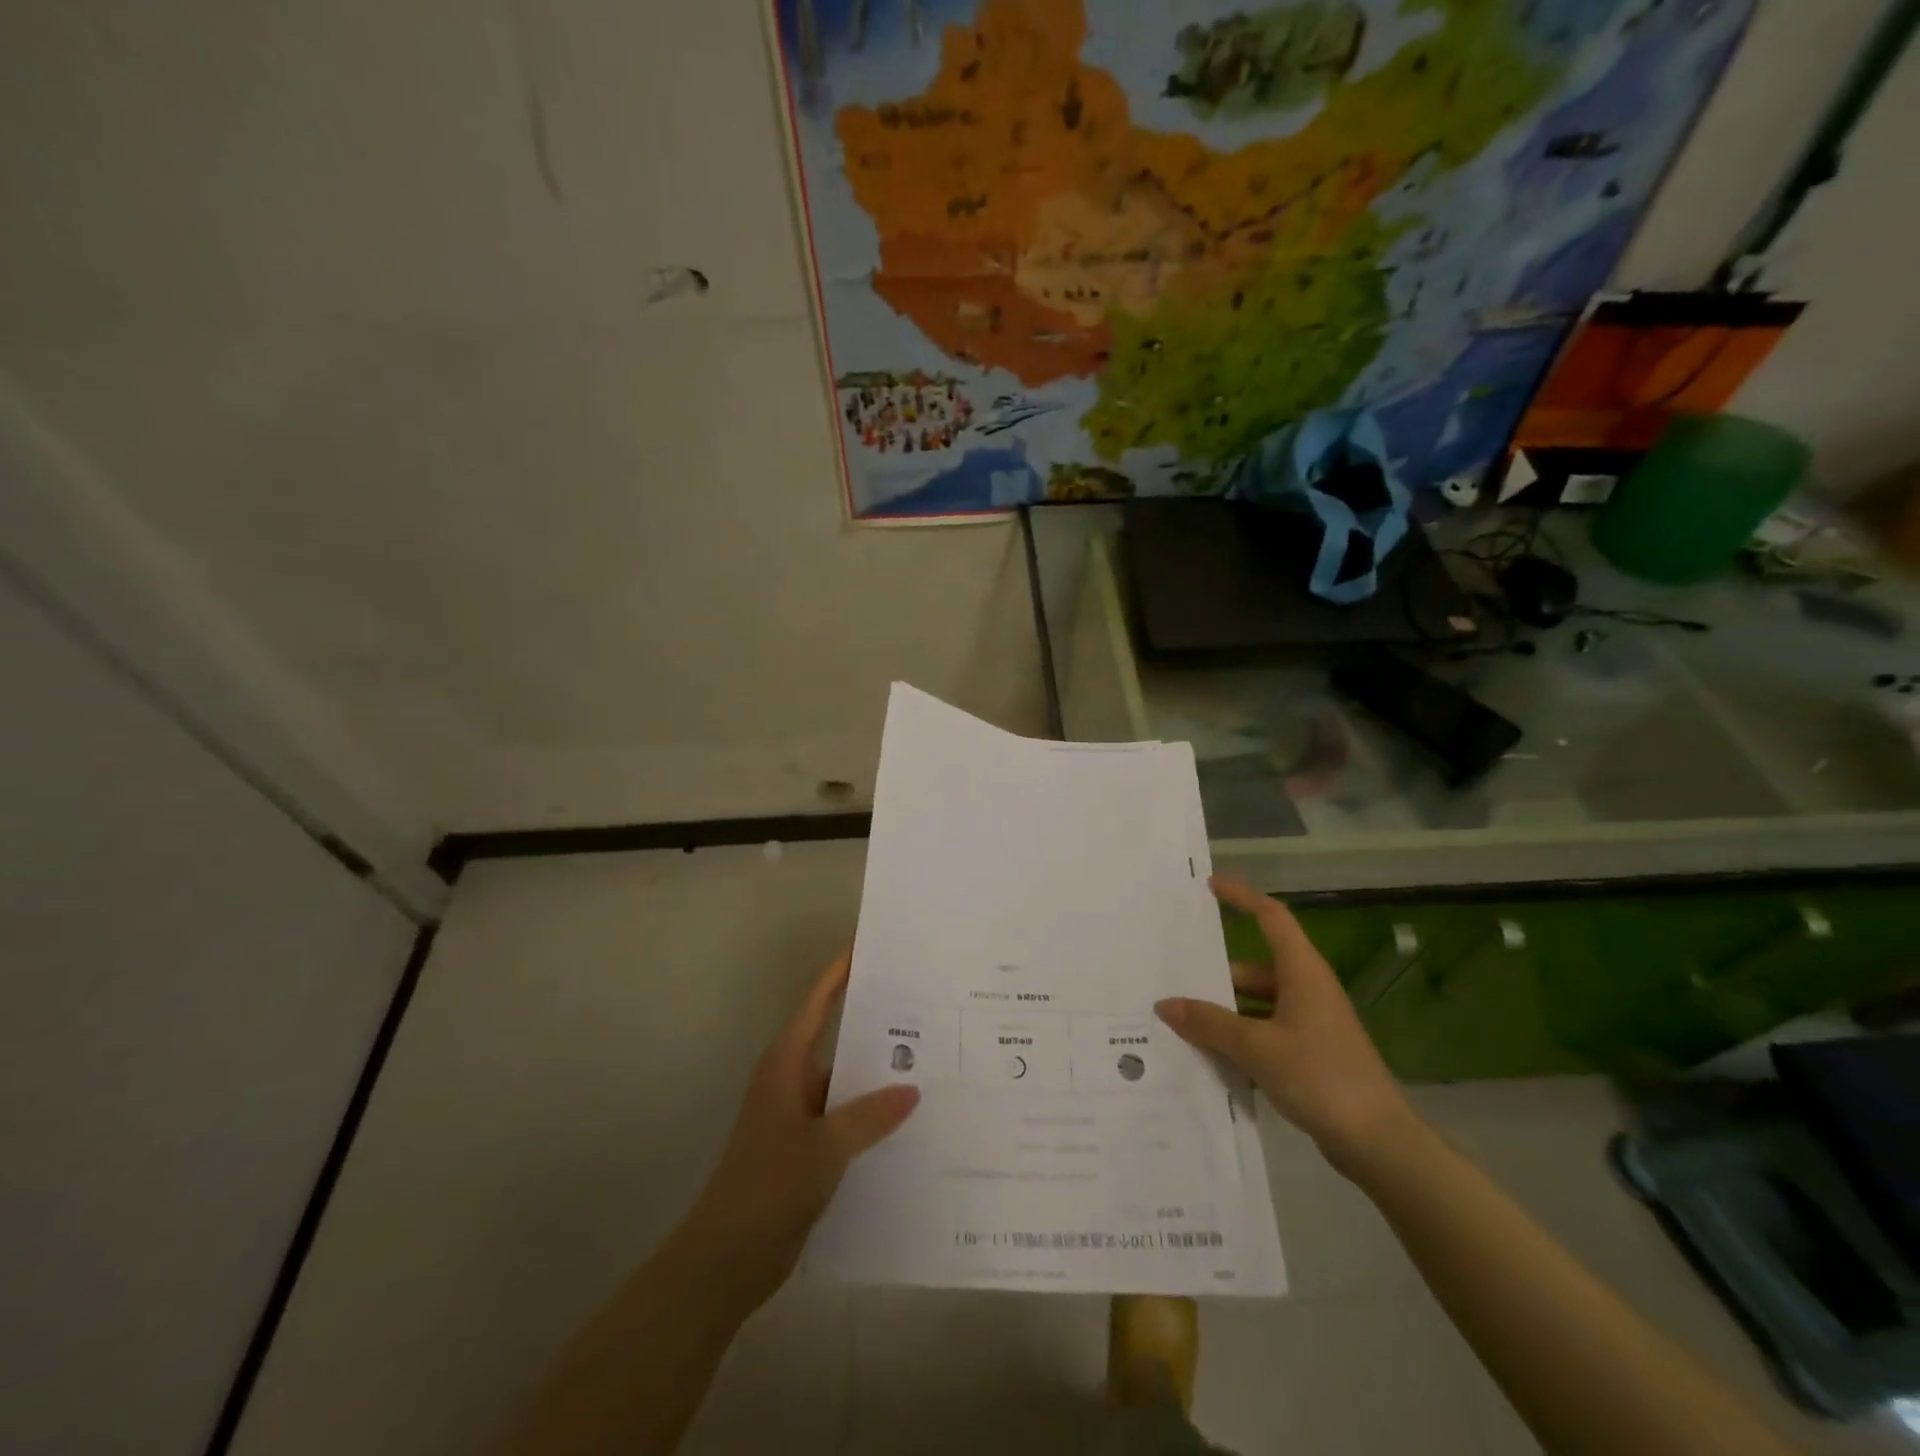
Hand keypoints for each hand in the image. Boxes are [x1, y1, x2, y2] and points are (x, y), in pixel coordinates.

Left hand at [678, 950, 918, 1311]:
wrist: (727, 1258)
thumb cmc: (768, 1184)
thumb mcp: (825, 1146)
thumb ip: (870, 1115)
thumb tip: (912, 1090)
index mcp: (787, 1063)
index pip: (817, 1003)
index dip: (840, 971)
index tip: (868, 944)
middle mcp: (793, 1080)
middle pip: (837, 1037)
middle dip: (875, 1023)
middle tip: (924, 1005)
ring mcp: (800, 1115)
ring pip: (846, 1081)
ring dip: (878, 1076)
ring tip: (931, 1061)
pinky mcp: (808, 1148)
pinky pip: (848, 1117)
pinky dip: (873, 1115)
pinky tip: (910, 1120)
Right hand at [1155, 876, 1413, 1169]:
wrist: (1379, 1144)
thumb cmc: (1320, 1077)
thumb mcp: (1256, 1047)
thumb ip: (1209, 1024)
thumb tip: (1165, 1005)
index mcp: (1302, 972)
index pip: (1271, 917)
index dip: (1242, 897)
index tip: (1210, 886)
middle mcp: (1308, 989)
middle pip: (1254, 968)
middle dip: (1216, 976)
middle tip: (1175, 980)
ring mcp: (1311, 1023)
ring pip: (1257, 1004)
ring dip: (1226, 1013)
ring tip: (1183, 1024)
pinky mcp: (1311, 1054)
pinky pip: (1266, 1032)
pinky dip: (1241, 1039)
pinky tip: (1212, 1058)